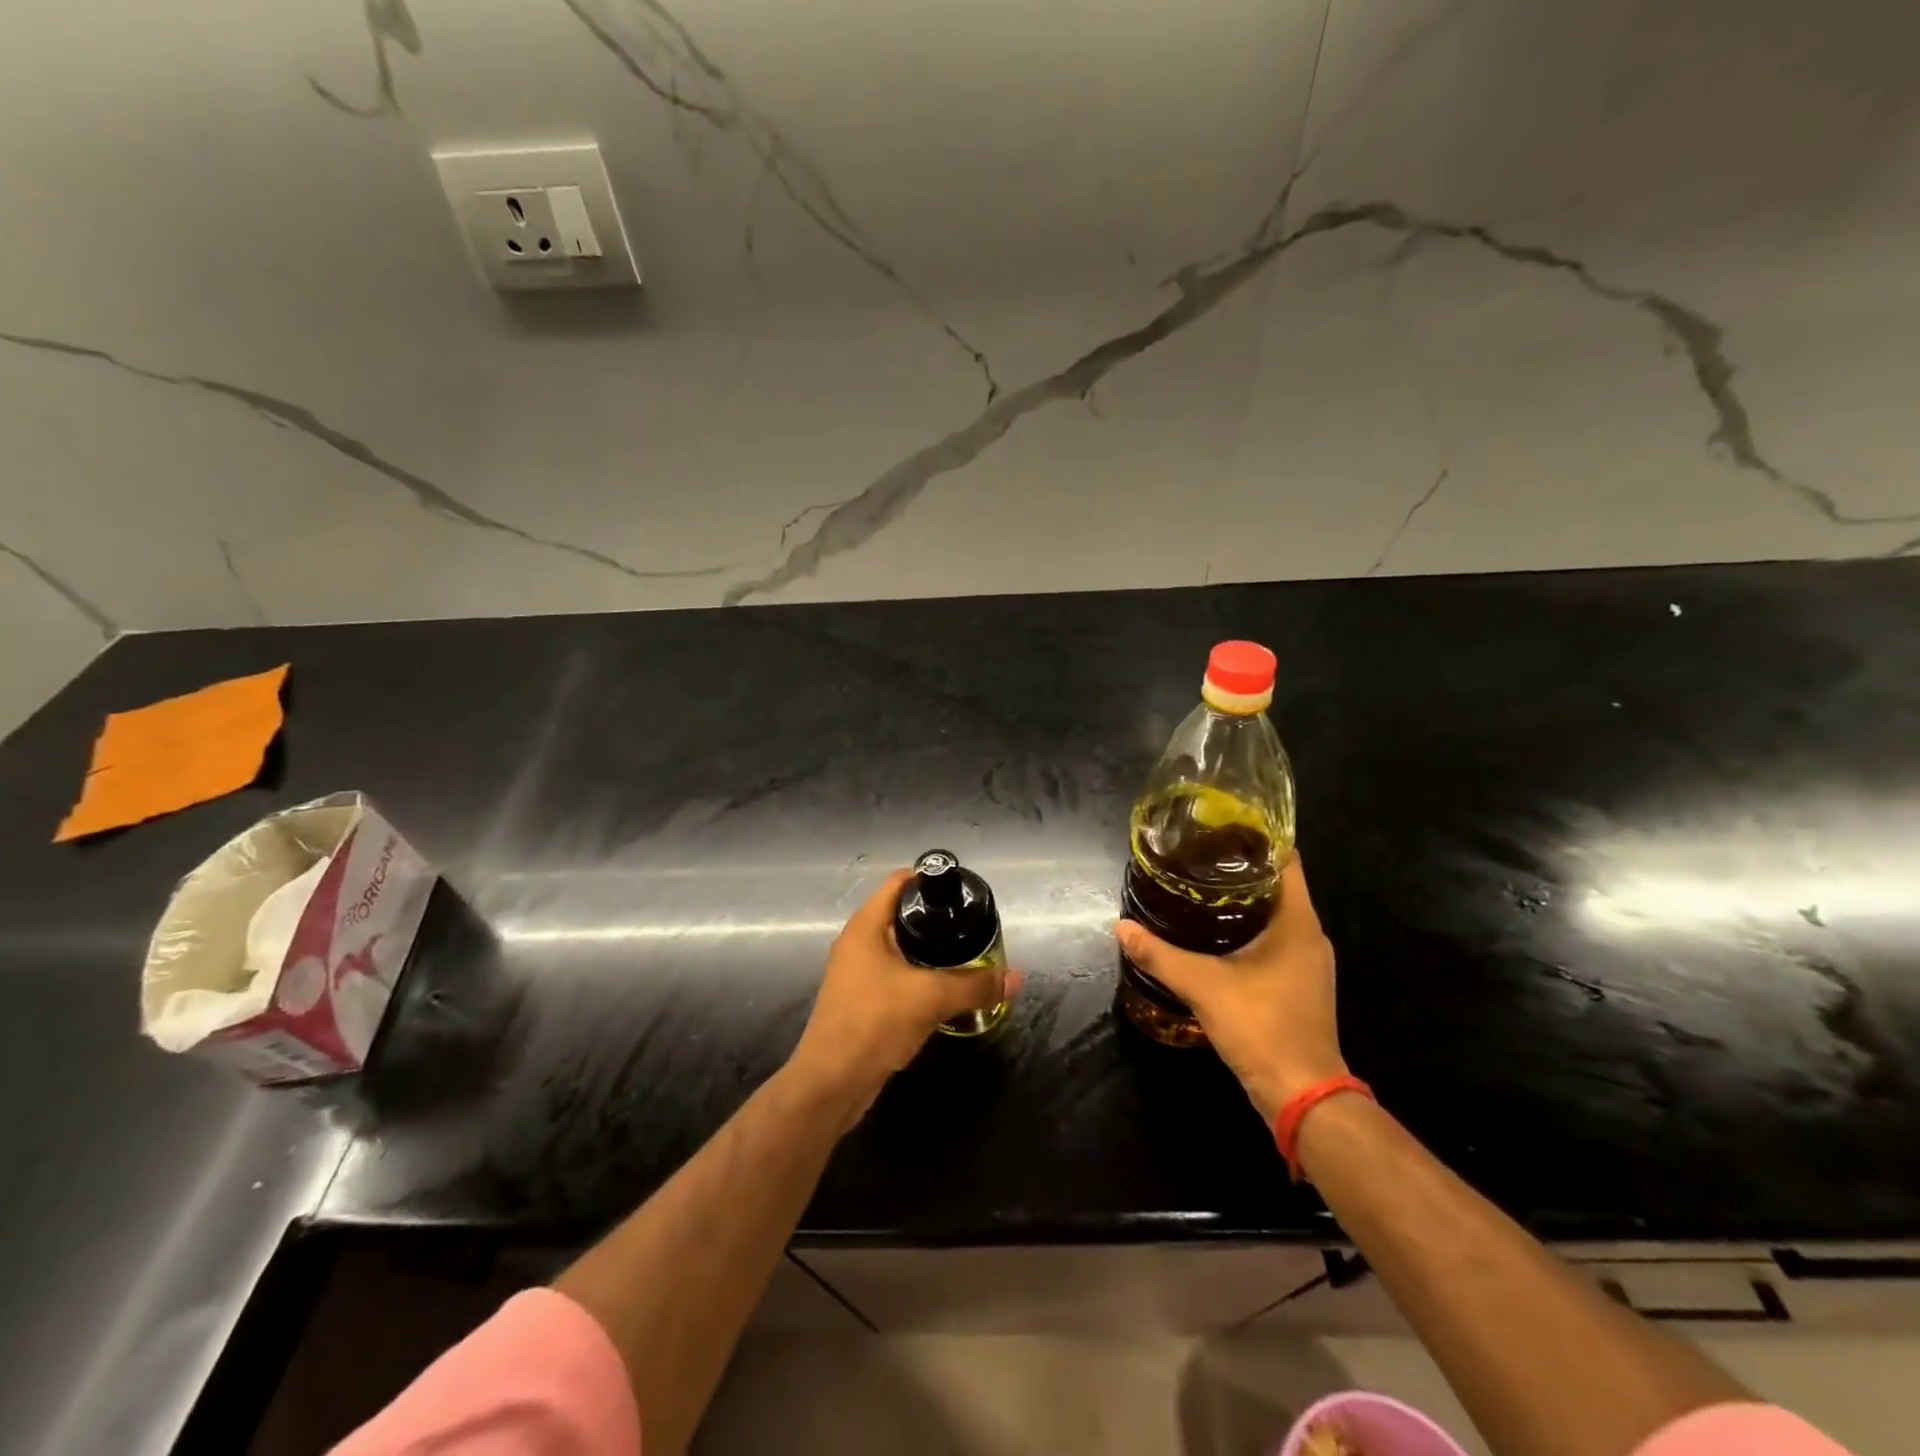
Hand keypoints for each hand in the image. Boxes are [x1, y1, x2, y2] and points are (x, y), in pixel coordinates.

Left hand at [790, 870, 1021, 1119]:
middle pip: (902, 914)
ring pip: (900, 948)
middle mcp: (858, 943)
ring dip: (930, 951)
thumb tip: (1015, 977)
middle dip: (937, 919)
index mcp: (866, 926)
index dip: (931, 879)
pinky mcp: (862, 999)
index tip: (963, 893)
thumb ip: (975, 985)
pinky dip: (920, 976)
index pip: (900, 882)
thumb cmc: (874, 1023)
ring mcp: (857, 972)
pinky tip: (945, 990)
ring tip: (967, 956)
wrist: (831, 1083)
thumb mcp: (930, 998)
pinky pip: (896, 975)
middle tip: (972, 927)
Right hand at [1115, 854, 1344, 1123]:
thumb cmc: (1262, 1027)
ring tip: (1198, 888)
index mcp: (1297, 923)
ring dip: (1242, 901)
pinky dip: (1247, 929)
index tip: (1220, 827)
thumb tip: (1121, 927)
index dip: (1257, 839)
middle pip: (1278, 885)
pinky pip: (1273, 941)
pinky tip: (1213, 934)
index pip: (1286, 861)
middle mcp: (1309, 936)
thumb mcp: (1204, 986)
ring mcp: (1307, 963)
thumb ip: (1160, 955)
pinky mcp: (1298, 984)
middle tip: (1196, 856)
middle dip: (1240, 869)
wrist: (1302, 1096)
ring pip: (1275, 915)